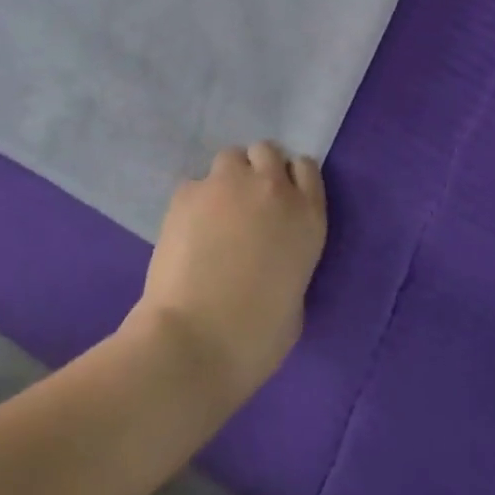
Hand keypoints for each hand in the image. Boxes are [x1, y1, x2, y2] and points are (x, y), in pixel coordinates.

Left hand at [131, 144, 327, 404]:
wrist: (194, 342)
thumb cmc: (256, 338)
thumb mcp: (296, 298)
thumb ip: (290, 258)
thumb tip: (272, 253)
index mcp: (307, 216)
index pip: (305, 168)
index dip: (290, 181)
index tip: (279, 202)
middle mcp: (271, 188)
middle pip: (267, 152)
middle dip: (258, 170)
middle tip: (246, 204)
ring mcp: (226, 184)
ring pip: (230, 158)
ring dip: (227, 179)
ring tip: (215, 213)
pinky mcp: (187, 192)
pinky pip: (195, 184)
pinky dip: (195, 201)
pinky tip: (187, 231)